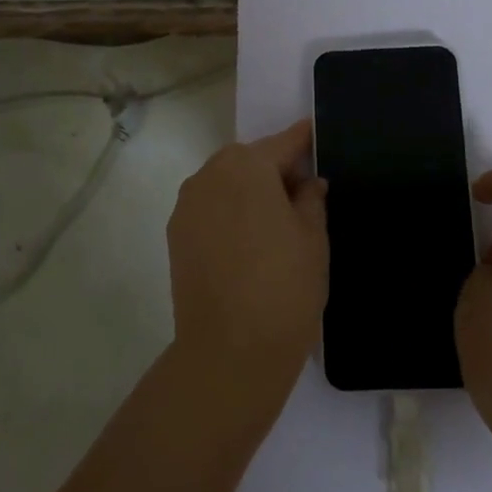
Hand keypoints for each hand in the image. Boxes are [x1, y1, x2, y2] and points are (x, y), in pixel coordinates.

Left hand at [167, 120, 327, 410]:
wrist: (229, 354)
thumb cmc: (284, 287)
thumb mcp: (313, 238)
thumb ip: (311, 198)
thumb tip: (307, 182)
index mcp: (247, 166)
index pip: (283, 143)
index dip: (303, 142)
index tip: (316, 137)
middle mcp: (210, 175)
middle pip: (249, 160)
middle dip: (274, 170)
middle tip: (302, 196)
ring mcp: (187, 206)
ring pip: (226, 184)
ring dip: (249, 192)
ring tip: (275, 224)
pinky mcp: (176, 236)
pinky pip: (210, 209)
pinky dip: (229, 213)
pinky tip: (249, 243)